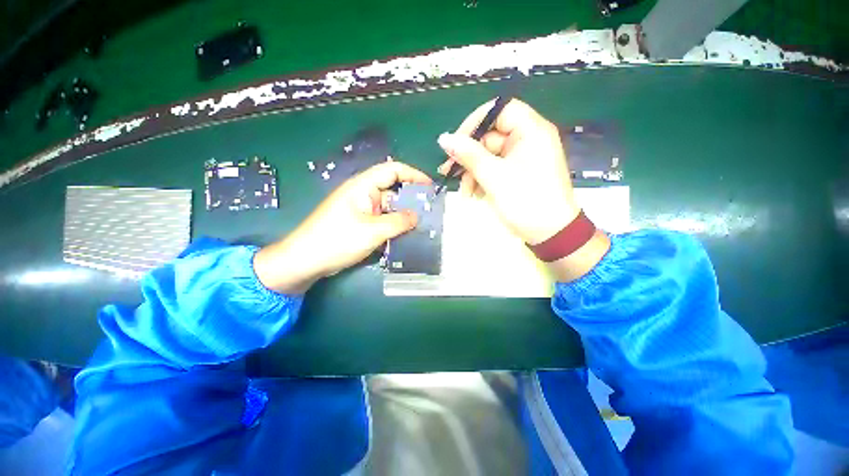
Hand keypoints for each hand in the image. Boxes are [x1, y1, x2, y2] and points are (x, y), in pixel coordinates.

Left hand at [254, 161, 431, 293]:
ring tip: (423, 226)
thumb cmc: (337, 240)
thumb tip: (417, 216)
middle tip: (431, 212)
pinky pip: (383, 221)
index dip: (413, 175)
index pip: (393, 170)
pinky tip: (406, 236)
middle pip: (393, 190)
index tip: (430, 187)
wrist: (305, 261)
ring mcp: (362, 210)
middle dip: (412, 199)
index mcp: (363, 186)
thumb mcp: (372, 231)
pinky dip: (394, 226)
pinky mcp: (361, 224)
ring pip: (389, 208)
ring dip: (404, 216)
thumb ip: (398, 222)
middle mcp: (363, 194)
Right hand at [438, 99, 608, 281]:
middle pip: (490, 136)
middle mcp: (528, 139)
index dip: (475, 122)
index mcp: (531, 131)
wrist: (550, 234)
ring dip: (473, 172)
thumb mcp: (493, 177)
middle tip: (448, 171)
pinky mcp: (517, 173)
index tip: (456, 142)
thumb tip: (444, 138)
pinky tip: (474, 194)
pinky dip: (482, 179)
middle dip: (469, 156)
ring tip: (464, 192)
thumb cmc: (525, 201)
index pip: (500, 110)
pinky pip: (494, 169)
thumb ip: (468, 155)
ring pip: (488, 156)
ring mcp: (522, 157)